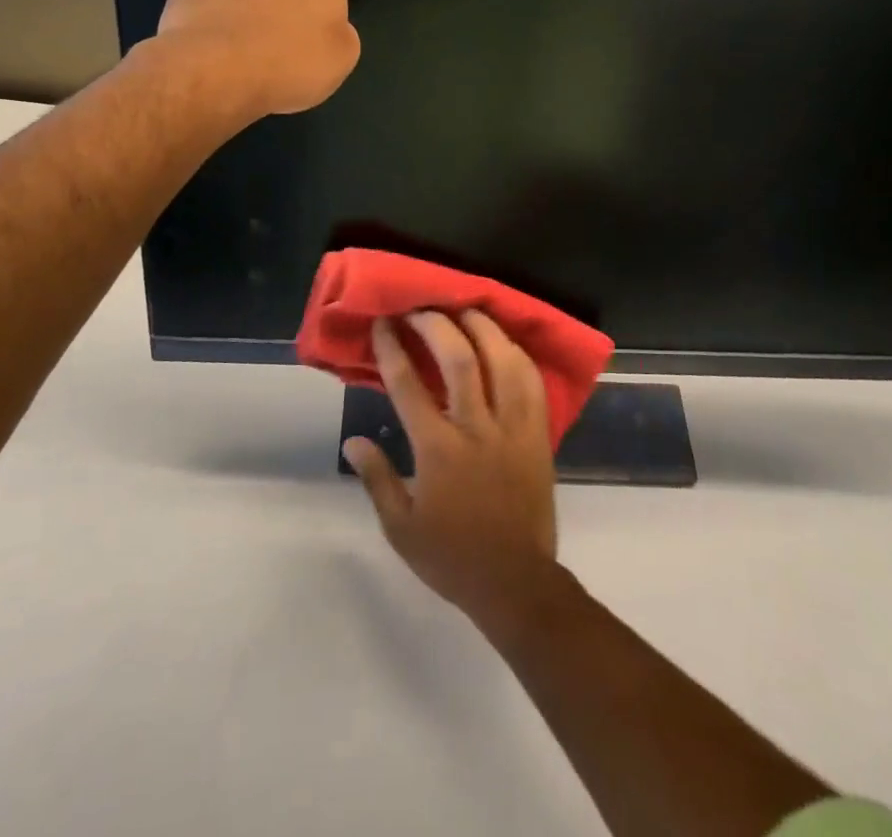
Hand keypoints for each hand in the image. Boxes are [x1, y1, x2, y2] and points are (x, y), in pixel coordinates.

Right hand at [345, 311, 563, 642]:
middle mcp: (477, 429)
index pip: (409, 386)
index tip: (385, 322)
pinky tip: (504, 342)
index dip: (393, 348)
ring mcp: (513, 428)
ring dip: (483, 328)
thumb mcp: (400, 528)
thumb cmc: (452, 557)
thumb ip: (377, 478)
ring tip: (466, 309)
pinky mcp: (539, 434)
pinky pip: (532, 383)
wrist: (515, 583)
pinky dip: (517, 355)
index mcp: (438, 450)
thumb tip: (352, 441)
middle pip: (459, 359)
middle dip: (437, 325)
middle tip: (422, 308)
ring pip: (503, 361)